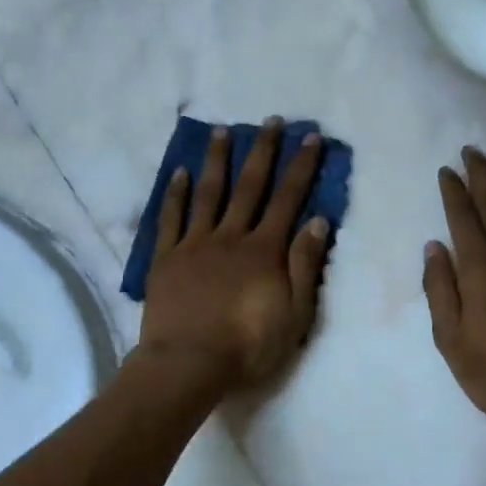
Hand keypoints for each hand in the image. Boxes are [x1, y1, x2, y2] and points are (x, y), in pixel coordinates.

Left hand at [138, 119, 331, 390]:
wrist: (189, 364)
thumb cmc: (248, 345)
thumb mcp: (295, 313)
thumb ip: (305, 265)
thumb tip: (318, 221)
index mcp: (264, 250)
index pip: (288, 199)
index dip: (301, 167)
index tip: (311, 138)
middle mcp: (231, 237)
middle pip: (250, 186)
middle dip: (263, 151)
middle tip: (271, 121)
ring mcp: (195, 244)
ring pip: (209, 193)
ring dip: (217, 160)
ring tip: (222, 131)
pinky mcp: (166, 258)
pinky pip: (171, 218)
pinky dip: (176, 194)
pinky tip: (180, 173)